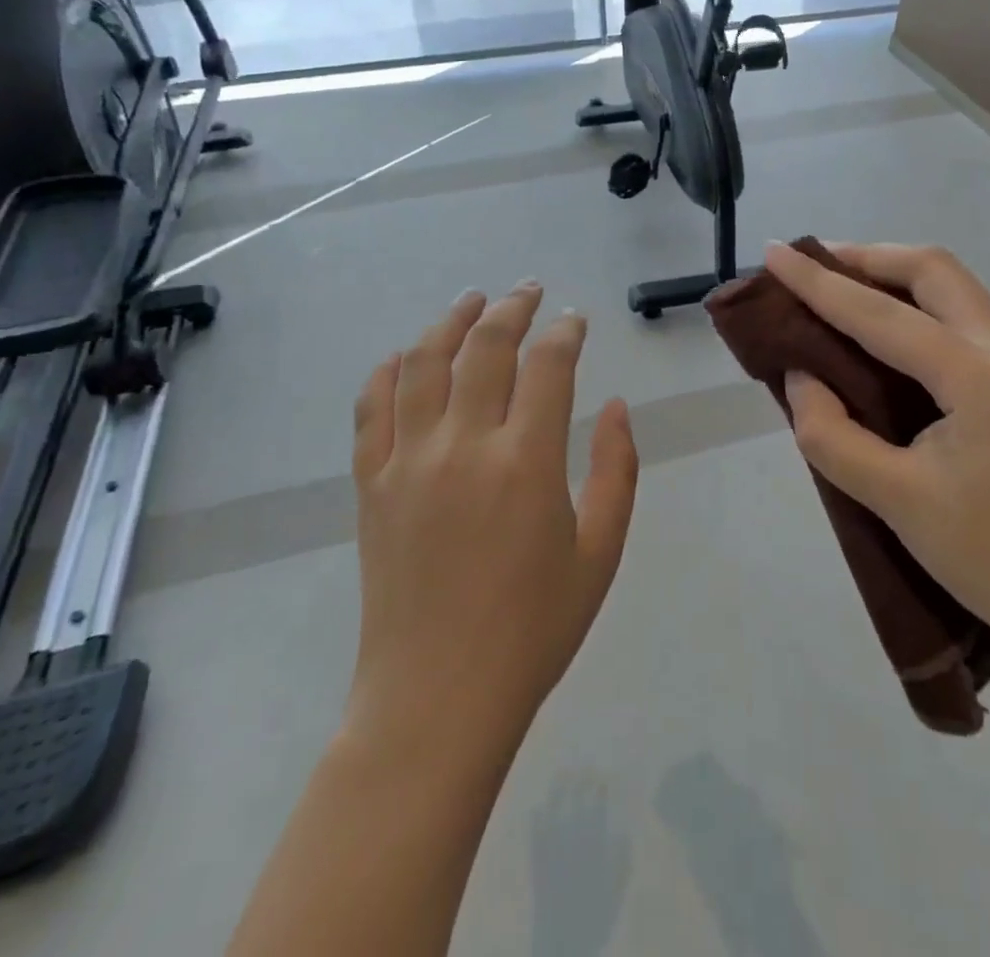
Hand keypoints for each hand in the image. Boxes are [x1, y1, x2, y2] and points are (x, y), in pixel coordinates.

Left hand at [348, 283, 638, 751]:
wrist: (437, 698)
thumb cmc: (533, 629)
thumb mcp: (600, 553)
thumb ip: (617, 471)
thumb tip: (618, 406)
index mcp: (526, 462)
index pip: (548, 365)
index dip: (565, 331)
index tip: (575, 320)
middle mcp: (463, 445)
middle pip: (484, 347)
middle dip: (512, 308)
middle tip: (528, 291)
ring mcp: (408, 461)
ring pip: (423, 363)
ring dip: (449, 322)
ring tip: (471, 300)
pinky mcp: (371, 484)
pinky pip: (370, 409)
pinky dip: (386, 372)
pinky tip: (403, 356)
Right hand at [765, 242, 989, 656]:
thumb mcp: (895, 500)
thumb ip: (831, 433)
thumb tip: (801, 377)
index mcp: (979, 377)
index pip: (882, 315)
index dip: (819, 283)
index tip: (774, 253)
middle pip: (934, 271)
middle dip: (868, 257)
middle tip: (813, 262)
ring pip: (953, 289)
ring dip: (893, 277)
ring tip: (838, 285)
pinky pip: (962, 319)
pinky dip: (915, 307)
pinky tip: (882, 329)